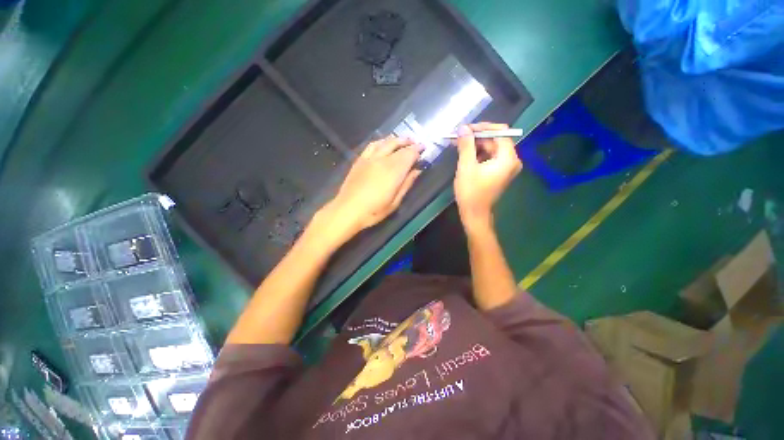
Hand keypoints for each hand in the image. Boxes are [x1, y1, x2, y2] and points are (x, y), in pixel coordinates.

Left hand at [319, 136, 422, 241]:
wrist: (347, 210)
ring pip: (386, 142)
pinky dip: (381, 141)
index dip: (417, 150)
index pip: (409, 155)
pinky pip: (372, 145)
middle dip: (409, 143)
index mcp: (394, 171)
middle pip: (398, 146)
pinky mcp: (360, 160)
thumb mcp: (395, 202)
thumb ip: (407, 184)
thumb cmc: (373, 211)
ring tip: (403, 140)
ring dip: (397, 139)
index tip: (424, 148)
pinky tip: (384, 143)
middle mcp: (383, 160)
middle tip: (416, 143)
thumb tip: (417, 171)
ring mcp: (370, 158)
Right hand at [454, 123, 521, 229]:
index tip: (465, 129)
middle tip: (459, 137)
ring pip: (491, 148)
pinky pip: (490, 157)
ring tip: (459, 145)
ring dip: (475, 145)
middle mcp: (512, 160)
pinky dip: (478, 154)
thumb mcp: (466, 167)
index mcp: (508, 158)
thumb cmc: (471, 192)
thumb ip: (466, 145)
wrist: (474, 214)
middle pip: (495, 140)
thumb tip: (463, 128)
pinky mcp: (500, 172)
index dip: (482, 127)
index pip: (500, 132)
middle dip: (477, 137)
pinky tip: (465, 155)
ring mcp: (506, 167)